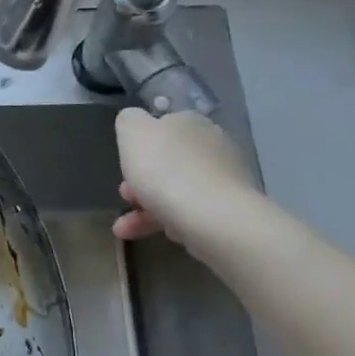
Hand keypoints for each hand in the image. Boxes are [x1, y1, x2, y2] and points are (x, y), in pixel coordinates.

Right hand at [111, 107, 266, 260]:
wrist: (214, 218)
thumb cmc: (165, 170)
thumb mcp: (132, 133)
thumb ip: (129, 120)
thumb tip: (135, 121)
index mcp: (190, 121)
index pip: (161, 127)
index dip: (138, 147)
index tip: (123, 166)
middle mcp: (213, 144)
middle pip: (169, 161)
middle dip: (142, 181)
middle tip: (124, 197)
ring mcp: (225, 177)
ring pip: (178, 189)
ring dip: (148, 207)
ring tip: (125, 229)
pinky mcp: (231, 209)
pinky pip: (193, 212)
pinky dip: (172, 222)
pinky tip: (162, 234)